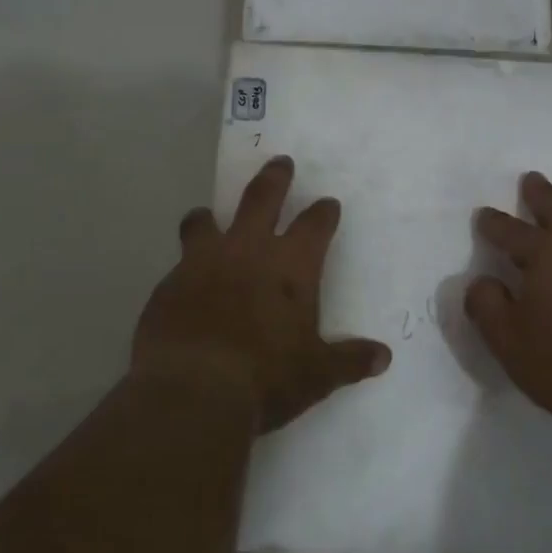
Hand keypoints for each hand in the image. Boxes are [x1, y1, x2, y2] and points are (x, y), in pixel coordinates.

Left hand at [133, 156, 391, 433]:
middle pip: (262, 199)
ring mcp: (203, 263)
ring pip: (205, 222)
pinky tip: (186, 283)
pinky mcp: (168, 284)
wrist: (193, 390)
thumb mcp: (317, 374)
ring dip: (209, 217)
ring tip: (206, 215)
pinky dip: (186, 265)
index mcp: (291, 266)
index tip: (328, 204)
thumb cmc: (267, 377)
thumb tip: (383, 357)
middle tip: (280, 163)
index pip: (314, 226)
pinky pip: (178, 263)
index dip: (323, 213)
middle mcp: (248, 251)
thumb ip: (350, 361)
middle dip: (274, 179)